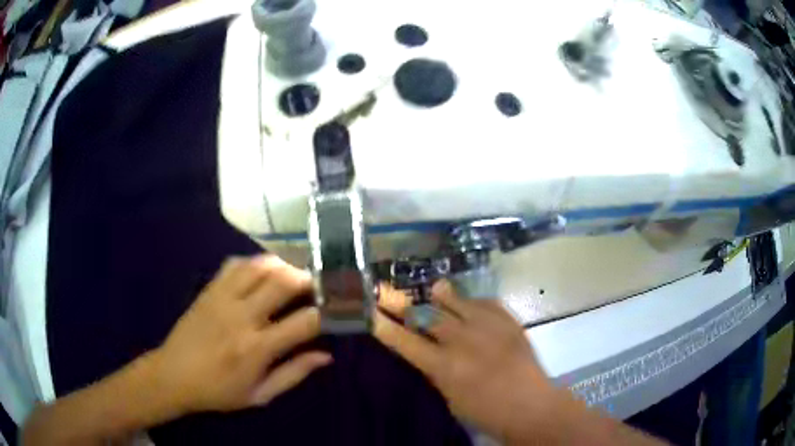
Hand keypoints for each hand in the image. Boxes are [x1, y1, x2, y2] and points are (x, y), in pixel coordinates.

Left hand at [148, 255, 330, 414]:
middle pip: (282, 282)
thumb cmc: (219, 391)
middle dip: (309, 277)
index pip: (303, 322)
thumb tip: (326, 355)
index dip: (328, 311)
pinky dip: (255, 262)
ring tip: (298, 271)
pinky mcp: (209, 289)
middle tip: (323, 281)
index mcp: (257, 348)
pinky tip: (264, 270)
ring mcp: (222, 298)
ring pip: (260, 266)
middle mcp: (241, 317)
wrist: (173, 375)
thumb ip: (294, 374)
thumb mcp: (260, 394)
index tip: (341, 307)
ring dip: (284, 264)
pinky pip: (235, 264)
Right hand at [374, 281, 554, 441]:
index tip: (369, 312)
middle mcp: (462, 340)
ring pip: (455, 300)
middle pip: (426, 314)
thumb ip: (436, 371)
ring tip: (434, 290)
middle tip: (389, 293)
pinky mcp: (507, 320)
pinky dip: (472, 302)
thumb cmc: (486, 411)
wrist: (530, 405)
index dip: (384, 326)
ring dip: (440, 296)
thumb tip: (425, 351)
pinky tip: (469, 304)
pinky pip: (483, 301)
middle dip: (403, 304)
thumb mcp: (450, 398)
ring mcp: (487, 326)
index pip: (405, 341)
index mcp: (444, 367)